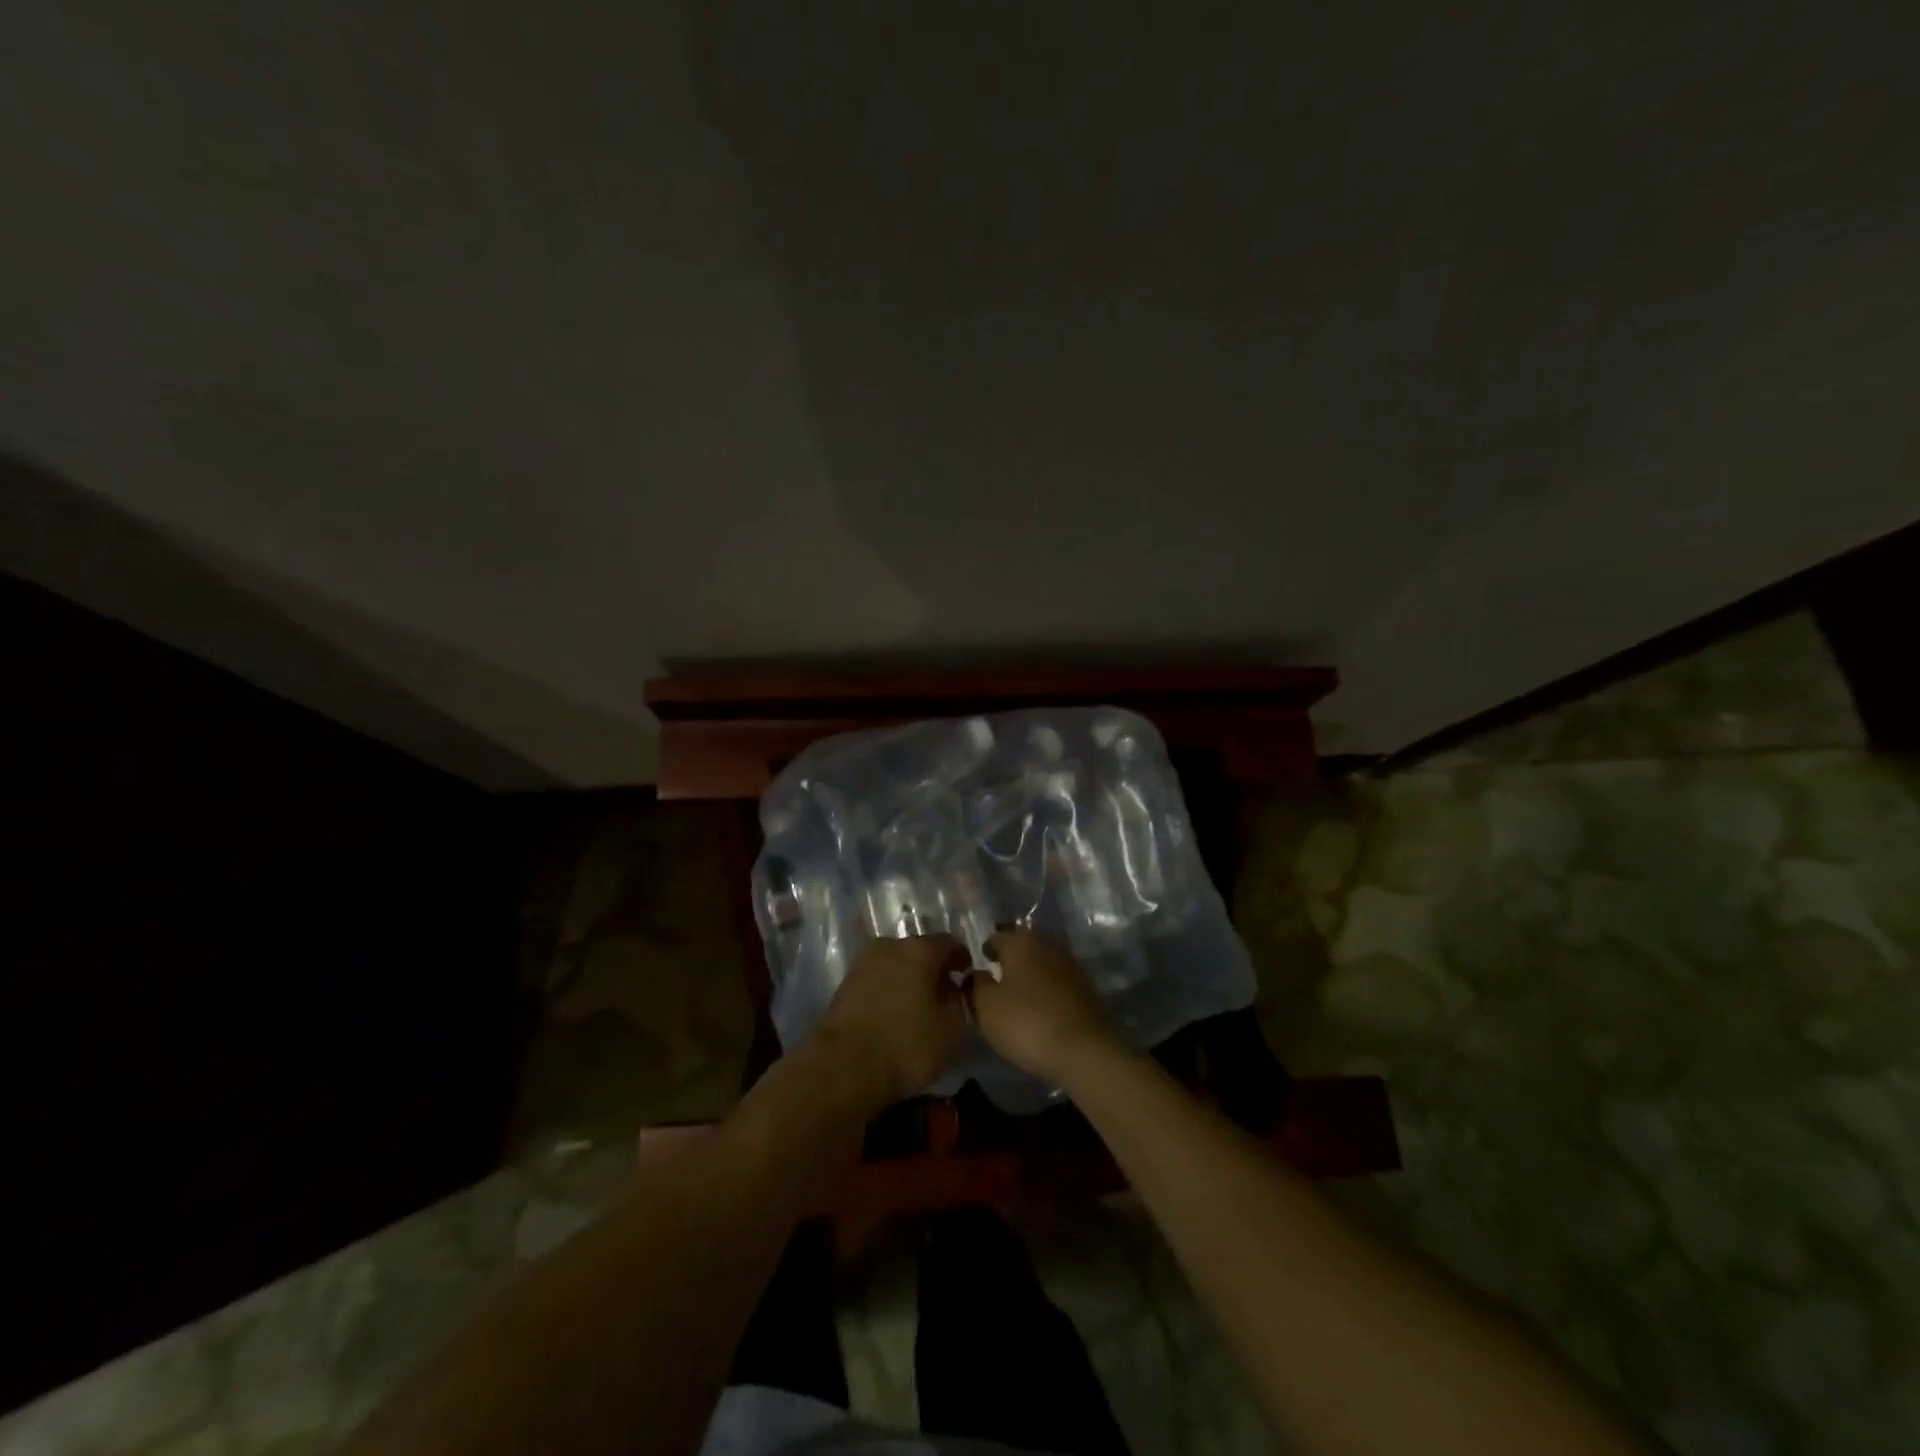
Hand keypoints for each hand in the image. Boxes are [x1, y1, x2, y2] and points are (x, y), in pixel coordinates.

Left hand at [814, 934, 970, 1103]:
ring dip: (909, 978)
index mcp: (919, 949)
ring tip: (918, 1004)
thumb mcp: (951, 1028)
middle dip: (933, 967)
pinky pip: (878, 978)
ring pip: (896, 963)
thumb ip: (958, 1000)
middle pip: (920, 950)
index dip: (962, 958)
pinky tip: (895, 1011)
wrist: (842, 1067)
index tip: (967, 975)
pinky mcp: (845, 982)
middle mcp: (890, 945)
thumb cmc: (906, 1045)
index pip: (950, 943)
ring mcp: (863, 962)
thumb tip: (951, 987)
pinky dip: (890, 989)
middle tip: (943, 992)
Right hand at [971, 928, 1121, 1084]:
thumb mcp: (986, 1007)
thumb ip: (976, 984)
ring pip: (1041, 962)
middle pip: (1022, 946)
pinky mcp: (1086, 987)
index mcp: (1021, 942)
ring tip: (1017, 997)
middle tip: (995, 981)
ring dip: (1029, 974)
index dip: (984, 951)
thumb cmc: (1027, 1023)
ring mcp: (1070, 964)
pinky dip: (1046, 989)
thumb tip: (977, 972)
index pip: (996, 937)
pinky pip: (1057, 981)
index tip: (977, 968)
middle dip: (1009, 960)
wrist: (1085, 1050)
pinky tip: (1040, 1008)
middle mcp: (1047, 944)